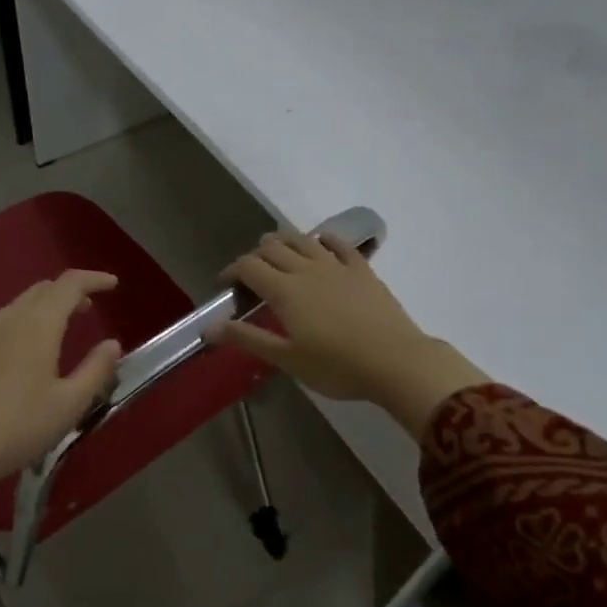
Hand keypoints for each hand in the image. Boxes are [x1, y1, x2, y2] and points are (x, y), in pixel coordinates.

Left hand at [0, 271, 122, 547]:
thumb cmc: (19, 427)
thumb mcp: (69, 405)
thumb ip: (96, 370)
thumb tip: (112, 344)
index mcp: (37, 325)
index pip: (69, 284)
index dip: (93, 279)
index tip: (113, 285)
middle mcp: (8, 319)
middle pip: (42, 290)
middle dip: (69, 292)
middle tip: (89, 308)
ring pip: (19, 305)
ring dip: (45, 307)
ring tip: (60, 329)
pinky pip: (1, 323)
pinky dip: (23, 322)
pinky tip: (24, 352)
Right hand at [207, 231, 489, 439]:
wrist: (396, 362)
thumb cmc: (336, 366)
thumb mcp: (287, 358)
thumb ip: (248, 339)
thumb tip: (210, 328)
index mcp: (284, 290)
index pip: (248, 267)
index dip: (232, 271)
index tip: (226, 285)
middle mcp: (306, 269)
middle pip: (272, 248)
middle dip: (255, 256)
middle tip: (250, 275)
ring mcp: (336, 266)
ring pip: (302, 240)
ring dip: (284, 241)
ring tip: (277, 252)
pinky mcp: (362, 271)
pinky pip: (340, 245)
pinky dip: (324, 240)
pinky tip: (320, 242)